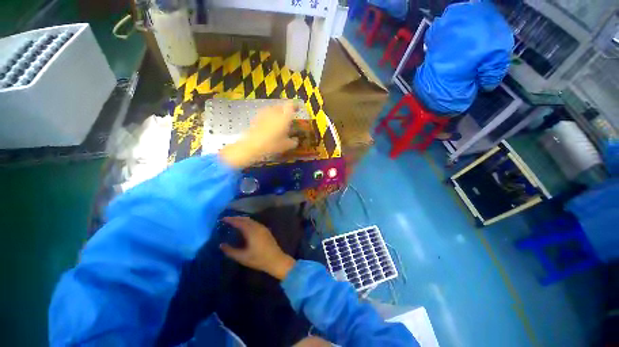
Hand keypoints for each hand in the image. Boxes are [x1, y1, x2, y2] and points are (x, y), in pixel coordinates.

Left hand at [220, 103, 298, 168]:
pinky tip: (270, 124)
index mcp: (284, 117)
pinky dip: (269, 117)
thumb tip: (296, 140)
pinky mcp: (256, 118)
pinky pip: (266, 114)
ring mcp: (264, 114)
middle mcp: (274, 112)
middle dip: (286, 110)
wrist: (252, 146)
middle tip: (289, 116)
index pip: (291, 105)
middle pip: (281, 106)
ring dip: (277, 113)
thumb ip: (293, 142)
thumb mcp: (286, 146)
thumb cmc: (272, 145)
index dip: (295, 105)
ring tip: (279, 120)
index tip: (298, 108)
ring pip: (273, 109)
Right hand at [220, 216, 295, 279]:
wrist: (276, 260)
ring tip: (235, 222)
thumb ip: (230, 251)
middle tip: (228, 219)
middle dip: (236, 218)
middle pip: (246, 219)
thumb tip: (221, 245)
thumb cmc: (258, 259)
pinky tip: (245, 227)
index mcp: (251, 231)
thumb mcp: (242, 257)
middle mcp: (258, 227)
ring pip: (251, 220)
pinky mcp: (266, 230)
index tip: (223, 219)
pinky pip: (255, 223)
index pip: (240, 222)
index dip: (231, 220)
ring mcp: (263, 228)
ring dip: (243, 219)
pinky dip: (248, 222)